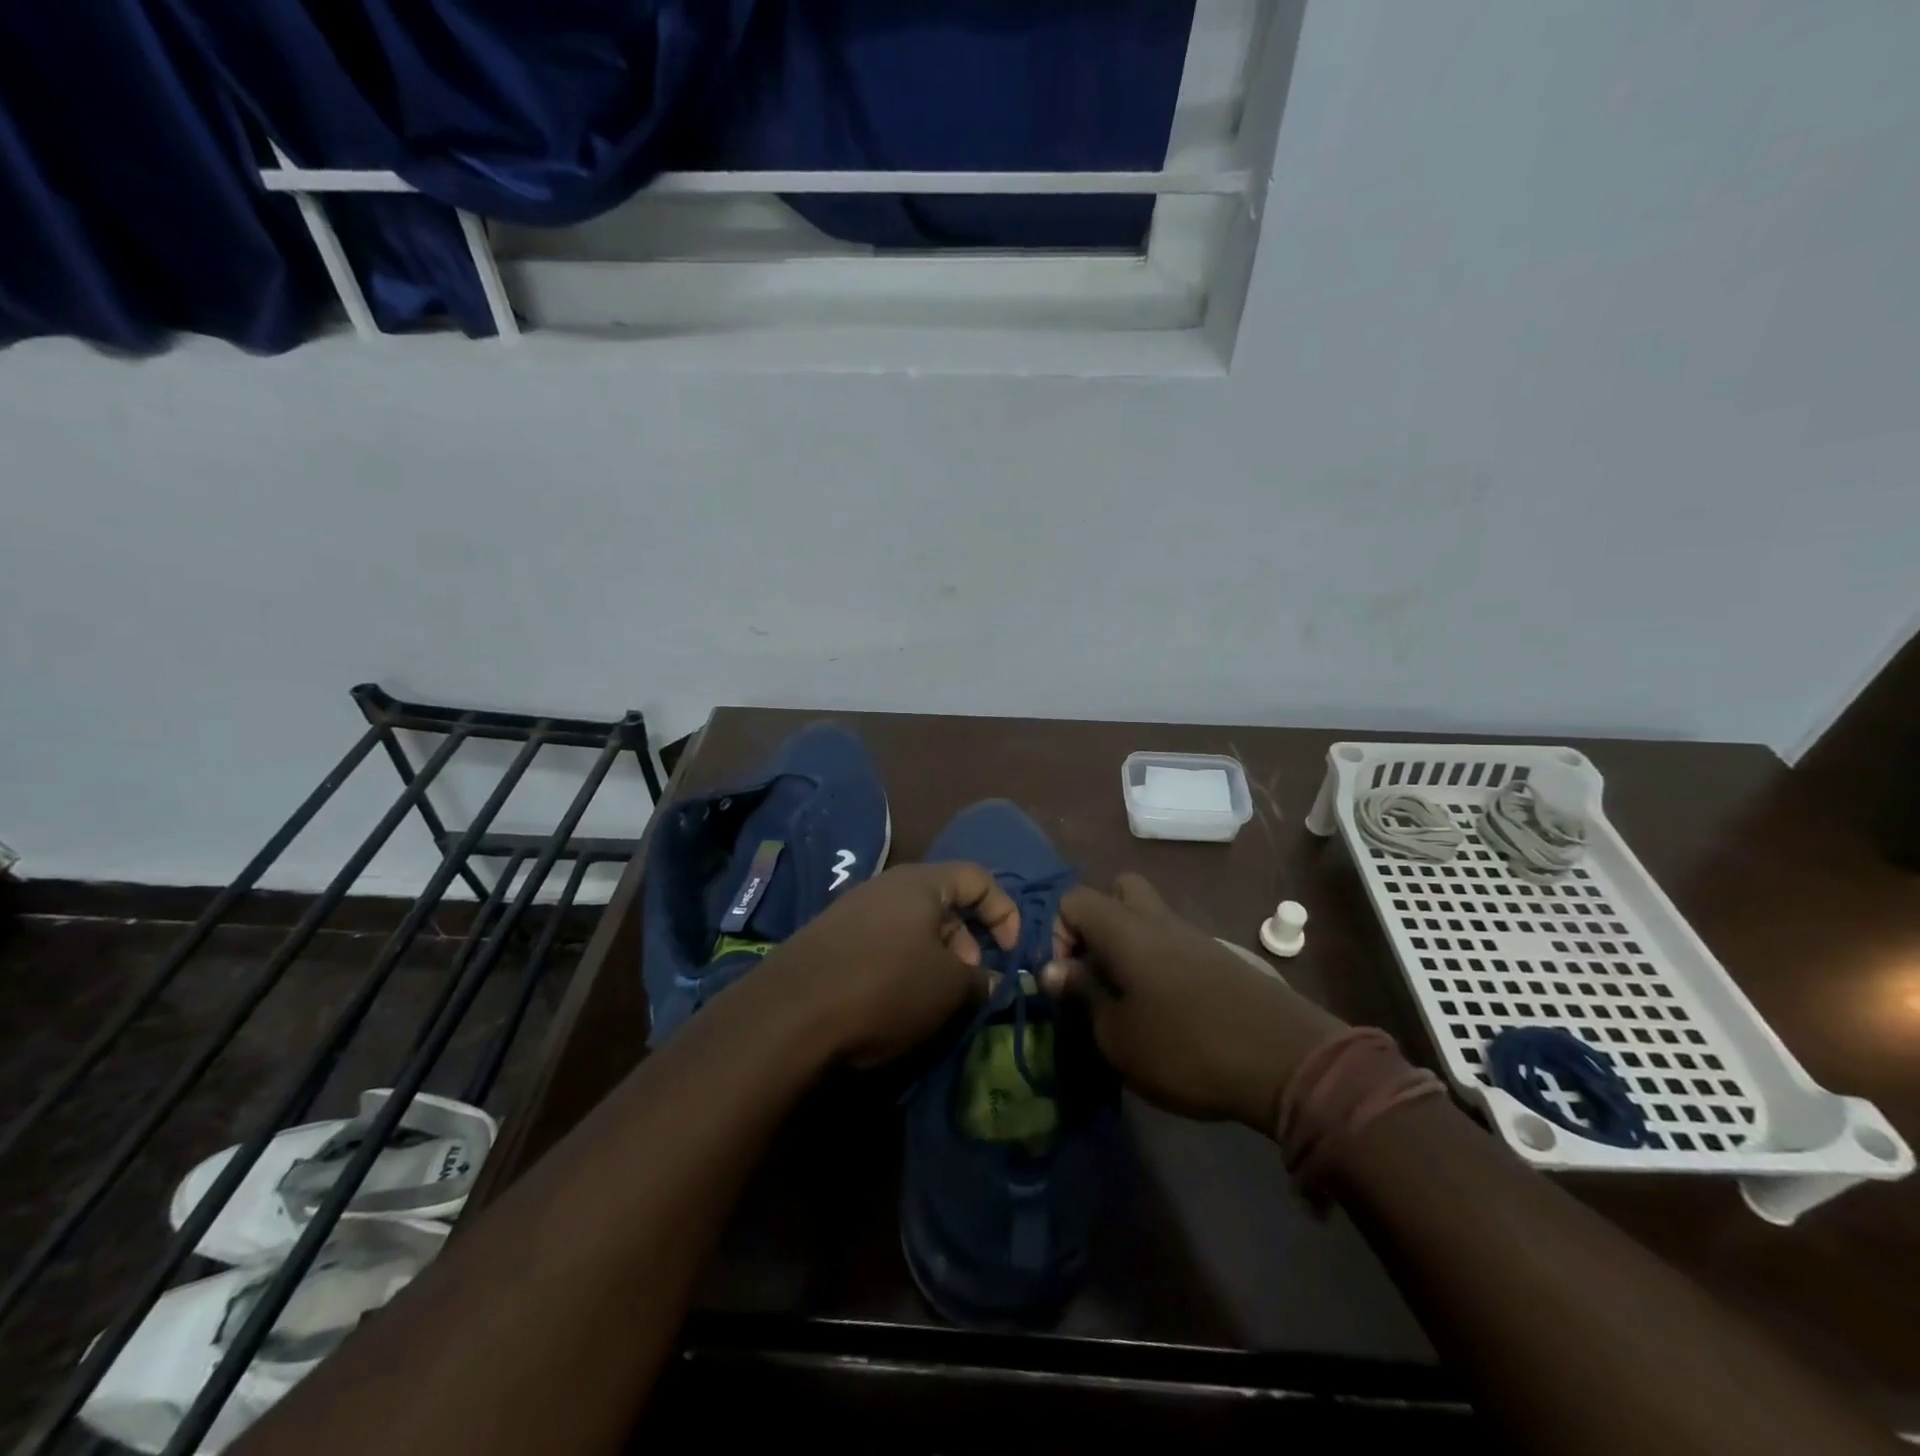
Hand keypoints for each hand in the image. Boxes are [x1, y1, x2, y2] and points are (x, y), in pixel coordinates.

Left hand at [768, 862, 1016, 1066]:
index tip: (1011, 953)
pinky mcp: (827, 940)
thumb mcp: (949, 988)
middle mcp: (885, 886)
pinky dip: (900, 967)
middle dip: (968, 943)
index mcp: (920, 883)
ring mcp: (851, 911)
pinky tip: (893, 1004)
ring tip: (934, 1001)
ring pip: (911, 927)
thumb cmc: (885, 988)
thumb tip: (991, 981)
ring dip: (934, 959)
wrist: (788, 1016)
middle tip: (969, 985)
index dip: (1005, 912)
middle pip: (944, 903)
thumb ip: (982, 980)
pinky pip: (880, 944)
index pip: (978, 877)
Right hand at [1043, 874, 1347, 1132]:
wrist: (1286, 1061)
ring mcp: (1194, 934)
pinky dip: (1159, 961)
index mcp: (1124, 929)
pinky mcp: (1220, 957)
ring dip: (1129, 945)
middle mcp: (1157, 919)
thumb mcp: (1117, 1036)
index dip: (1056, 933)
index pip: (1073, 900)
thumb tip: (1052, 969)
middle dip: (1098, 923)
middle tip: (1097, 970)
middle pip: (1118, 890)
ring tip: (1128, 998)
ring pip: (1149, 917)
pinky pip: (1175, 942)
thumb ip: (1082, 995)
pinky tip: (1166, 1007)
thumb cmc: (1186, 1048)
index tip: (1067, 979)